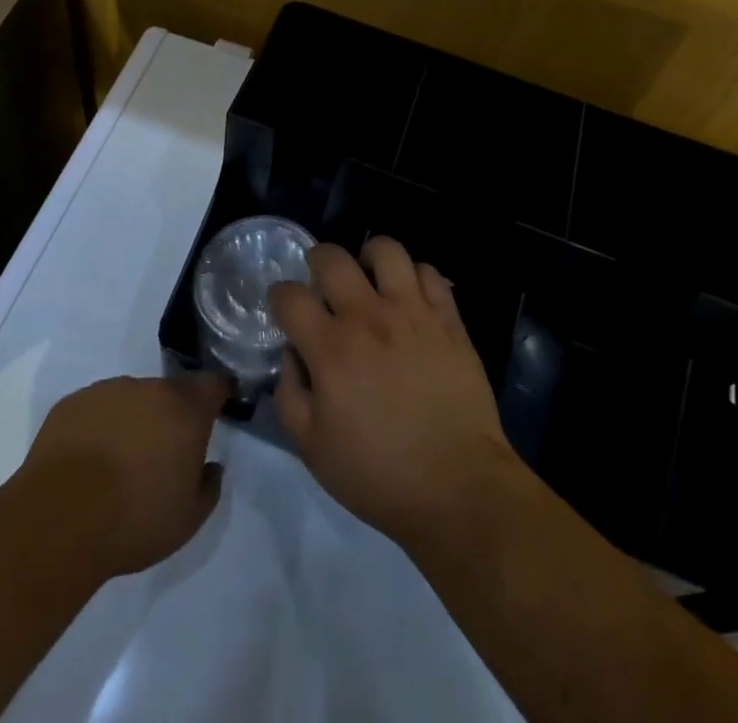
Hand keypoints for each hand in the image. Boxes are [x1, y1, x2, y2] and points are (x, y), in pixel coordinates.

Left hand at [15, 373, 230, 579]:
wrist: (59, 521)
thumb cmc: (134, 519)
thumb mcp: (188, 519)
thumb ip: (209, 486)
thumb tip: (210, 466)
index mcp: (185, 409)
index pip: (213, 384)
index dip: (219, 394)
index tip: (219, 407)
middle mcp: (149, 388)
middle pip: (169, 392)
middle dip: (170, 415)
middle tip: (161, 453)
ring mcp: (107, 391)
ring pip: (130, 399)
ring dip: (133, 420)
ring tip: (118, 462)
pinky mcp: (72, 403)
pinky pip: (96, 409)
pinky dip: (99, 427)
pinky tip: (87, 463)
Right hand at [269, 237, 523, 550]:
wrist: (459, 489)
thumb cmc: (379, 476)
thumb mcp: (312, 449)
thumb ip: (290, 395)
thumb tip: (292, 354)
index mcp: (330, 349)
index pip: (289, 296)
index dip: (279, 297)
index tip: (285, 310)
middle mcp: (368, 318)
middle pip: (332, 258)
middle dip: (317, 262)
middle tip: (323, 284)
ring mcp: (413, 313)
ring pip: (386, 249)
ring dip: (369, 258)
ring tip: (369, 279)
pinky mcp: (448, 319)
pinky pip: (429, 272)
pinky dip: (414, 277)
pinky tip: (409, 299)